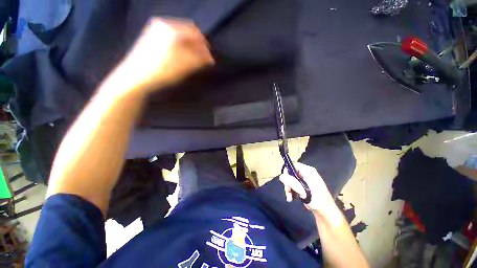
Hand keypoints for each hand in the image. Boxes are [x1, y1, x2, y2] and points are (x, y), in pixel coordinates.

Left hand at [116, 18, 214, 95]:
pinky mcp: (151, 36)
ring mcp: (155, 29)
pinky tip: (182, 56)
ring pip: (180, 35)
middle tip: (203, 59)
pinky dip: (180, 46)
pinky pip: (172, 38)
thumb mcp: (185, 66)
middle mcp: (164, 25)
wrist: (136, 77)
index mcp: (172, 29)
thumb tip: (210, 58)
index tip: (210, 58)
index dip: (205, 46)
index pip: (195, 33)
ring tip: (194, 60)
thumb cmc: (162, 71)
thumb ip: (200, 60)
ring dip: (190, 46)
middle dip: (197, 45)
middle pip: (187, 32)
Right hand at [279, 162, 336, 214]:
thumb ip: (292, 182)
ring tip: (290, 198)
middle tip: (288, 192)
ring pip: (291, 179)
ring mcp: (306, 179)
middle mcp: (307, 173)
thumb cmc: (317, 201)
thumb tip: (281, 176)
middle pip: (291, 173)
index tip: (285, 182)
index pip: (293, 165)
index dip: (287, 171)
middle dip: (288, 183)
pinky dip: (292, 191)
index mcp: (308, 171)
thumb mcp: (303, 191)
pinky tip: (292, 198)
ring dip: (289, 188)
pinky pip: (294, 184)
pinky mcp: (305, 185)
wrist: (327, 213)